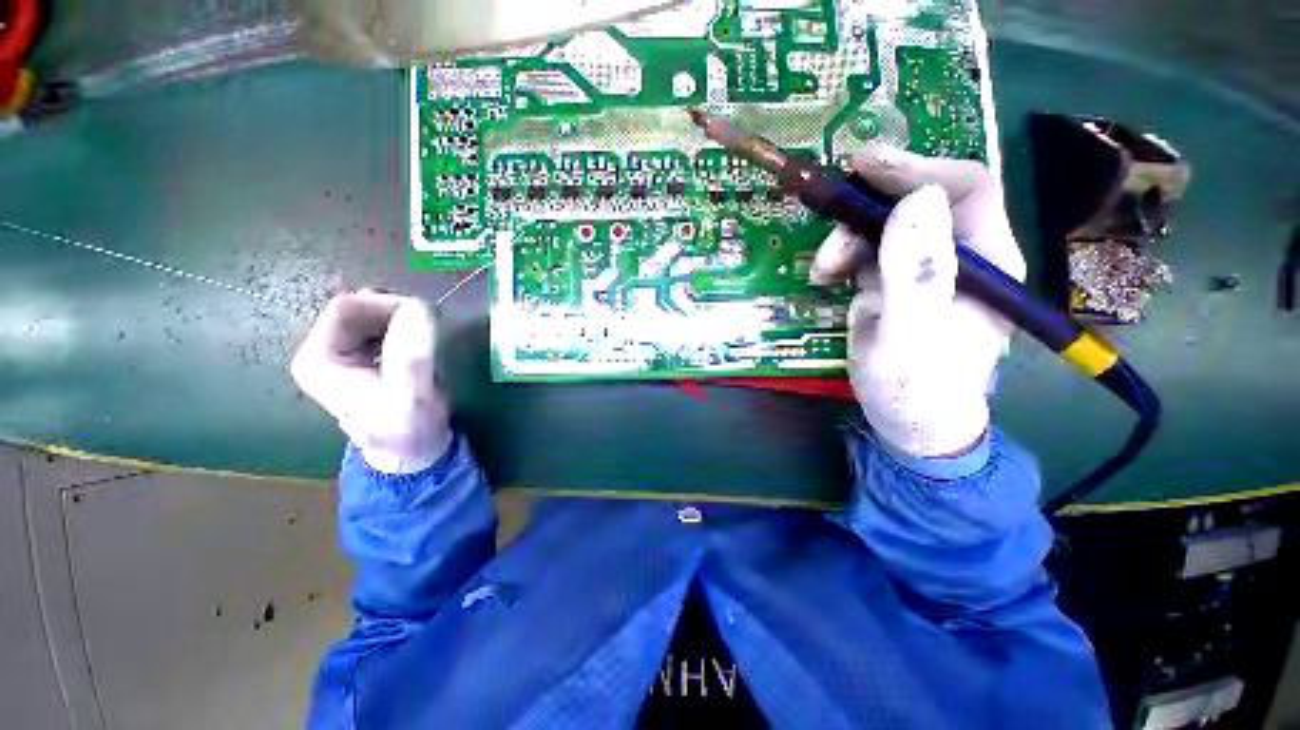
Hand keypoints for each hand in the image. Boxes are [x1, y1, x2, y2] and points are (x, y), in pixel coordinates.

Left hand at [291, 291, 451, 473]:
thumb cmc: (408, 428)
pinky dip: (403, 327)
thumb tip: (419, 306)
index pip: (348, 307)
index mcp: (318, 359)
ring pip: (370, 316)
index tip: (425, 315)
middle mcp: (322, 352)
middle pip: (358, 309)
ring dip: (402, 319)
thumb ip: (411, 352)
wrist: (412, 452)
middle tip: (429, 325)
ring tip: (427, 335)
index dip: (388, 304)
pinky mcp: (362, 359)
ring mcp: (341, 355)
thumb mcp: (411, 393)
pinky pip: (381, 329)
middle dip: (396, 311)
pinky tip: (420, 343)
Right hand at [810, 144, 1025, 457]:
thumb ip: (914, 272)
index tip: (864, 163)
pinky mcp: (894, 282)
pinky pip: (866, 251)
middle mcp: (959, 256)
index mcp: (985, 261)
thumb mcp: (908, 334)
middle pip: (918, 201)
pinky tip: (824, 275)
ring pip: (884, 226)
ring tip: (822, 268)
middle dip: (869, 203)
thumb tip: (915, 199)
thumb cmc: (915, 386)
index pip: (965, 189)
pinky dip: (841, 255)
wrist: (907, 420)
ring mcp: (923, 268)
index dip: (917, 168)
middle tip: (827, 208)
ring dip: (846, 236)